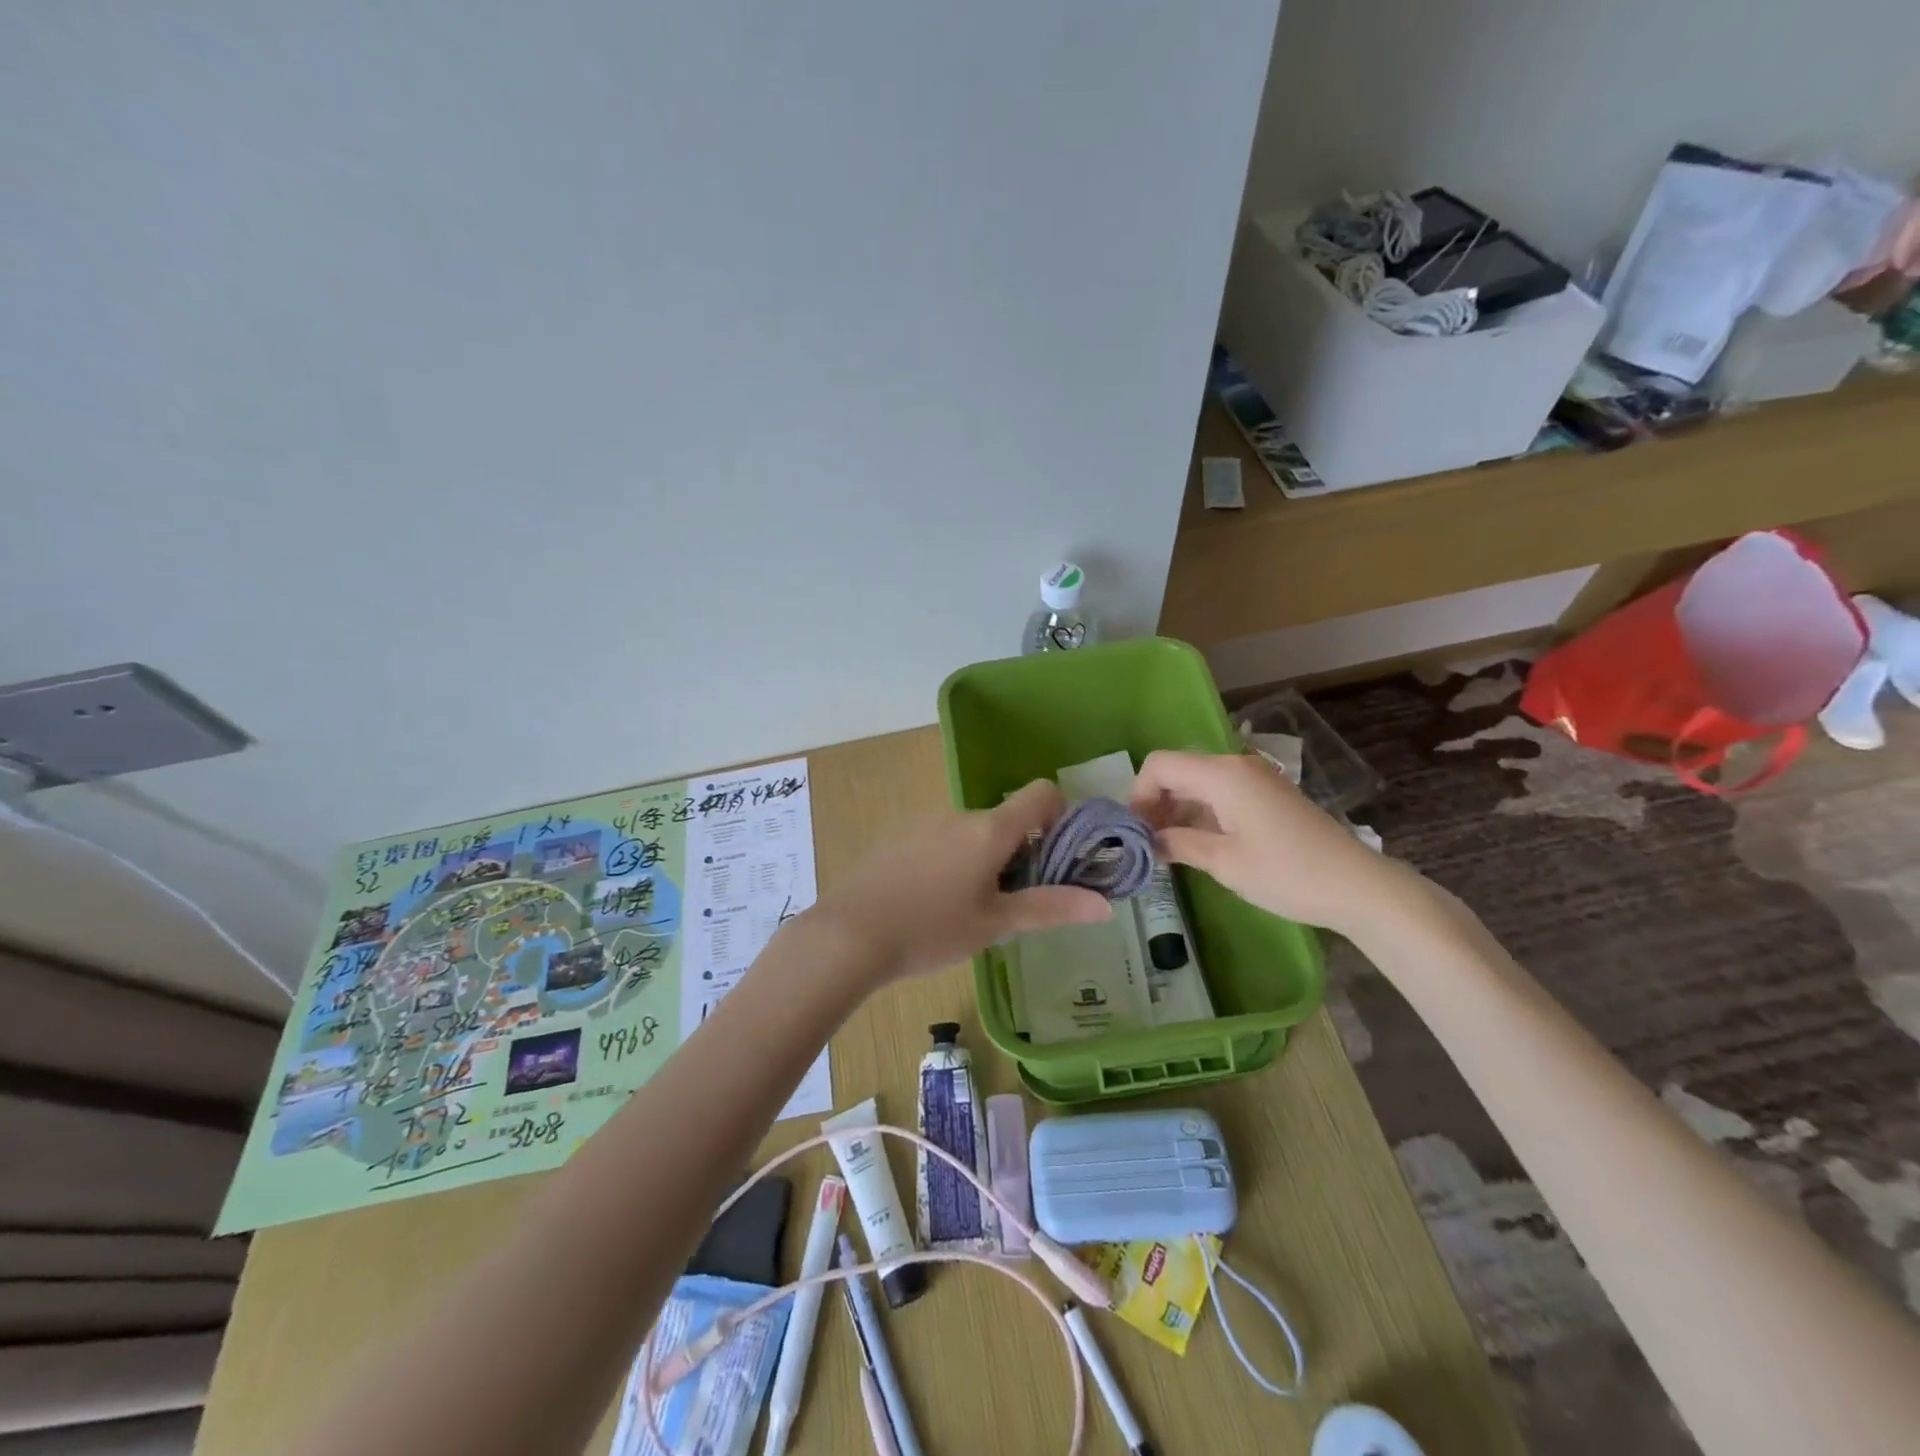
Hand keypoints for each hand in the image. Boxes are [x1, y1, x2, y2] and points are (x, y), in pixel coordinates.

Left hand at [806, 780, 1112, 982]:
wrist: (848, 935)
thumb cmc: (931, 929)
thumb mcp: (996, 924)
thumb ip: (1051, 908)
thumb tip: (1106, 905)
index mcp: (989, 829)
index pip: (1041, 793)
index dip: (1061, 816)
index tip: (1060, 857)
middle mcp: (959, 816)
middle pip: (1007, 820)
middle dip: (1022, 854)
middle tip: (1016, 904)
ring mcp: (924, 824)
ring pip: (973, 835)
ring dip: (986, 862)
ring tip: (972, 912)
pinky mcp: (898, 839)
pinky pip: (941, 842)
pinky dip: (953, 864)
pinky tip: (934, 906)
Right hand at [1130, 749, 1417, 939]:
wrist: (1358, 886)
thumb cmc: (1286, 873)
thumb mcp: (1224, 862)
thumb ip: (1178, 843)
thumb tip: (1147, 841)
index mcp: (1221, 775)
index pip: (1159, 765)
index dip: (1138, 794)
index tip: (1136, 832)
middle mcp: (1235, 766)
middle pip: (1177, 770)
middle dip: (1155, 803)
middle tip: (1147, 843)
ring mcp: (1255, 779)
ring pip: (1198, 782)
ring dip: (1177, 809)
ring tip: (1169, 848)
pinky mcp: (1268, 795)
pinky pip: (1220, 793)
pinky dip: (1200, 812)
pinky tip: (1199, 843)